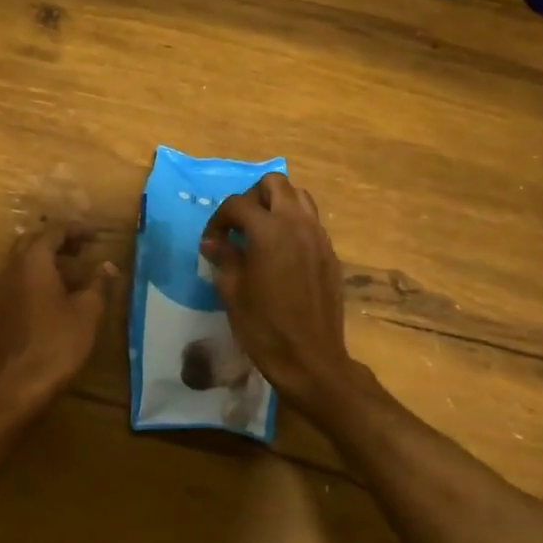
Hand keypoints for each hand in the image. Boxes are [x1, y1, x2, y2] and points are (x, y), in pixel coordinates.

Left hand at [0, 223, 117, 408]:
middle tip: (84, 249)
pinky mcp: (1, 310)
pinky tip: (58, 295)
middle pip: (33, 242)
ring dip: (48, 259)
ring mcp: (2, 290)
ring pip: (24, 261)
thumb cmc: (58, 343)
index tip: (97, 236)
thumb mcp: (88, 311)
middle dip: (59, 241)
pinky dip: (38, 277)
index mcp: (33, 261)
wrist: (18, 385)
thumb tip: (107, 265)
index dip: (77, 230)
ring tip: (75, 271)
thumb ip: (98, 283)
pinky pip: (19, 280)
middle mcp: (12, 269)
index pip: (54, 231)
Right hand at [199, 174, 353, 406]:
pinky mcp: (330, 254)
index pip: (237, 204)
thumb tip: (214, 242)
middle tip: (240, 226)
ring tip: (262, 233)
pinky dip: (294, 224)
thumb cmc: (264, 327)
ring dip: (277, 205)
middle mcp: (297, 224)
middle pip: (274, 184)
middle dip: (252, 198)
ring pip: (299, 197)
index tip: (212, 242)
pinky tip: (282, 253)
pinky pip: (312, 222)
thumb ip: (223, 257)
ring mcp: (318, 237)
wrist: (310, 359)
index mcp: (268, 231)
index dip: (219, 219)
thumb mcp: (232, 292)